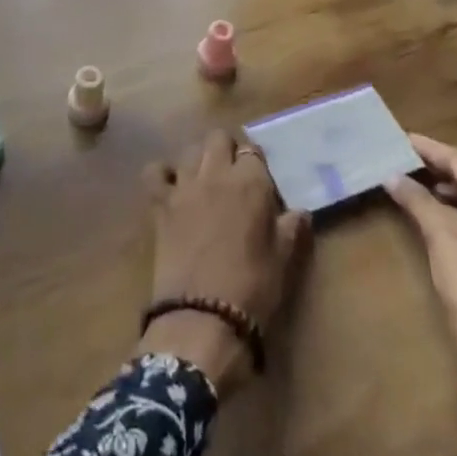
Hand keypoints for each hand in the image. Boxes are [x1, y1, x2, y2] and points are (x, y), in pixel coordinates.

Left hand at [138, 130, 310, 389]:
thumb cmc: (253, 289)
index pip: (253, 152)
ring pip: (190, 150)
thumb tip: (301, 212)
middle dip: (227, 150)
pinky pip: (155, 173)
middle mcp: (216, 174)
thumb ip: (291, 229)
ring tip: (206, 182)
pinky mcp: (160, 204)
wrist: (203, 317)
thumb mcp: (283, 261)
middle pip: (218, 138)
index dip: (256, 164)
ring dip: (199, 160)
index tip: (259, 182)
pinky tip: (171, 188)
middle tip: (233, 176)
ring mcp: (184, 186)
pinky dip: (162, 174)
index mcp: (250, 183)